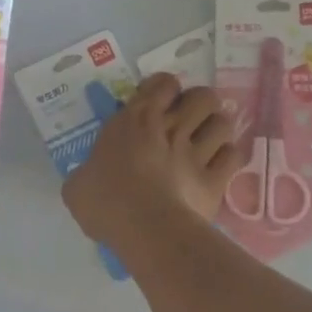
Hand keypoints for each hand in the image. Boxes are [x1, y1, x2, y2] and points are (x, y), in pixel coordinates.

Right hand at [63, 74, 238, 249]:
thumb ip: (86, 172)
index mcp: (135, 120)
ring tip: (206, 142)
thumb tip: (86, 179)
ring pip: (223, 122)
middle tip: (188, 121)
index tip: (157, 103)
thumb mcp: (78, 184)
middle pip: (203, 96)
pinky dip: (227, 159)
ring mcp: (198, 152)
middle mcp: (171, 127)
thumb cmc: (105, 201)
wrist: (145, 228)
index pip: (163, 83)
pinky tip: (218, 168)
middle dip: (199, 105)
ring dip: (216, 129)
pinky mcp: (216, 179)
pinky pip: (233, 156)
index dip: (164, 89)